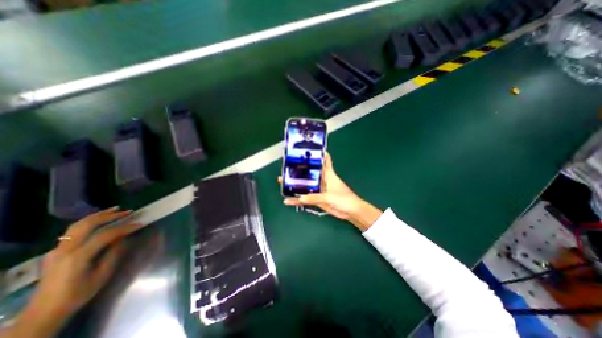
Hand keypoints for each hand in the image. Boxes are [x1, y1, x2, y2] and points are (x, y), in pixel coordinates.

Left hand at [4, 208, 141, 335]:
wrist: (44, 312)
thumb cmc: (78, 294)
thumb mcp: (101, 275)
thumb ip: (113, 254)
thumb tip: (125, 238)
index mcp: (78, 257)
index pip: (105, 235)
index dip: (124, 228)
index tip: (139, 224)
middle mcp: (65, 250)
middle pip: (87, 225)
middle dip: (109, 216)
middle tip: (127, 211)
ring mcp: (57, 250)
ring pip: (77, 225)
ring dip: (98, 215)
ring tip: (115, 210)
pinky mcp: (56, 251)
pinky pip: (73, 231)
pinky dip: (89, 222)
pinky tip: (99, 221)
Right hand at [279, 152, 379, 229]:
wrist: (351, 212)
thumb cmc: (344, 199)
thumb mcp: (329, 197)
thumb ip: (314, 198)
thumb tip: (300, 198)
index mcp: (328, 174)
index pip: (324, 160)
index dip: (318, 154)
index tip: (308, 149)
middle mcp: (323, 180)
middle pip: (310, 173)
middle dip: (300, 170)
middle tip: (288, 167)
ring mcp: (319, 190)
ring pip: (306, 186)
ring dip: (296, 185)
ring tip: (283, 182)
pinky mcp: (318, 200)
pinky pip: (306, 198)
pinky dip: (298, 200)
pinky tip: (289, 200)